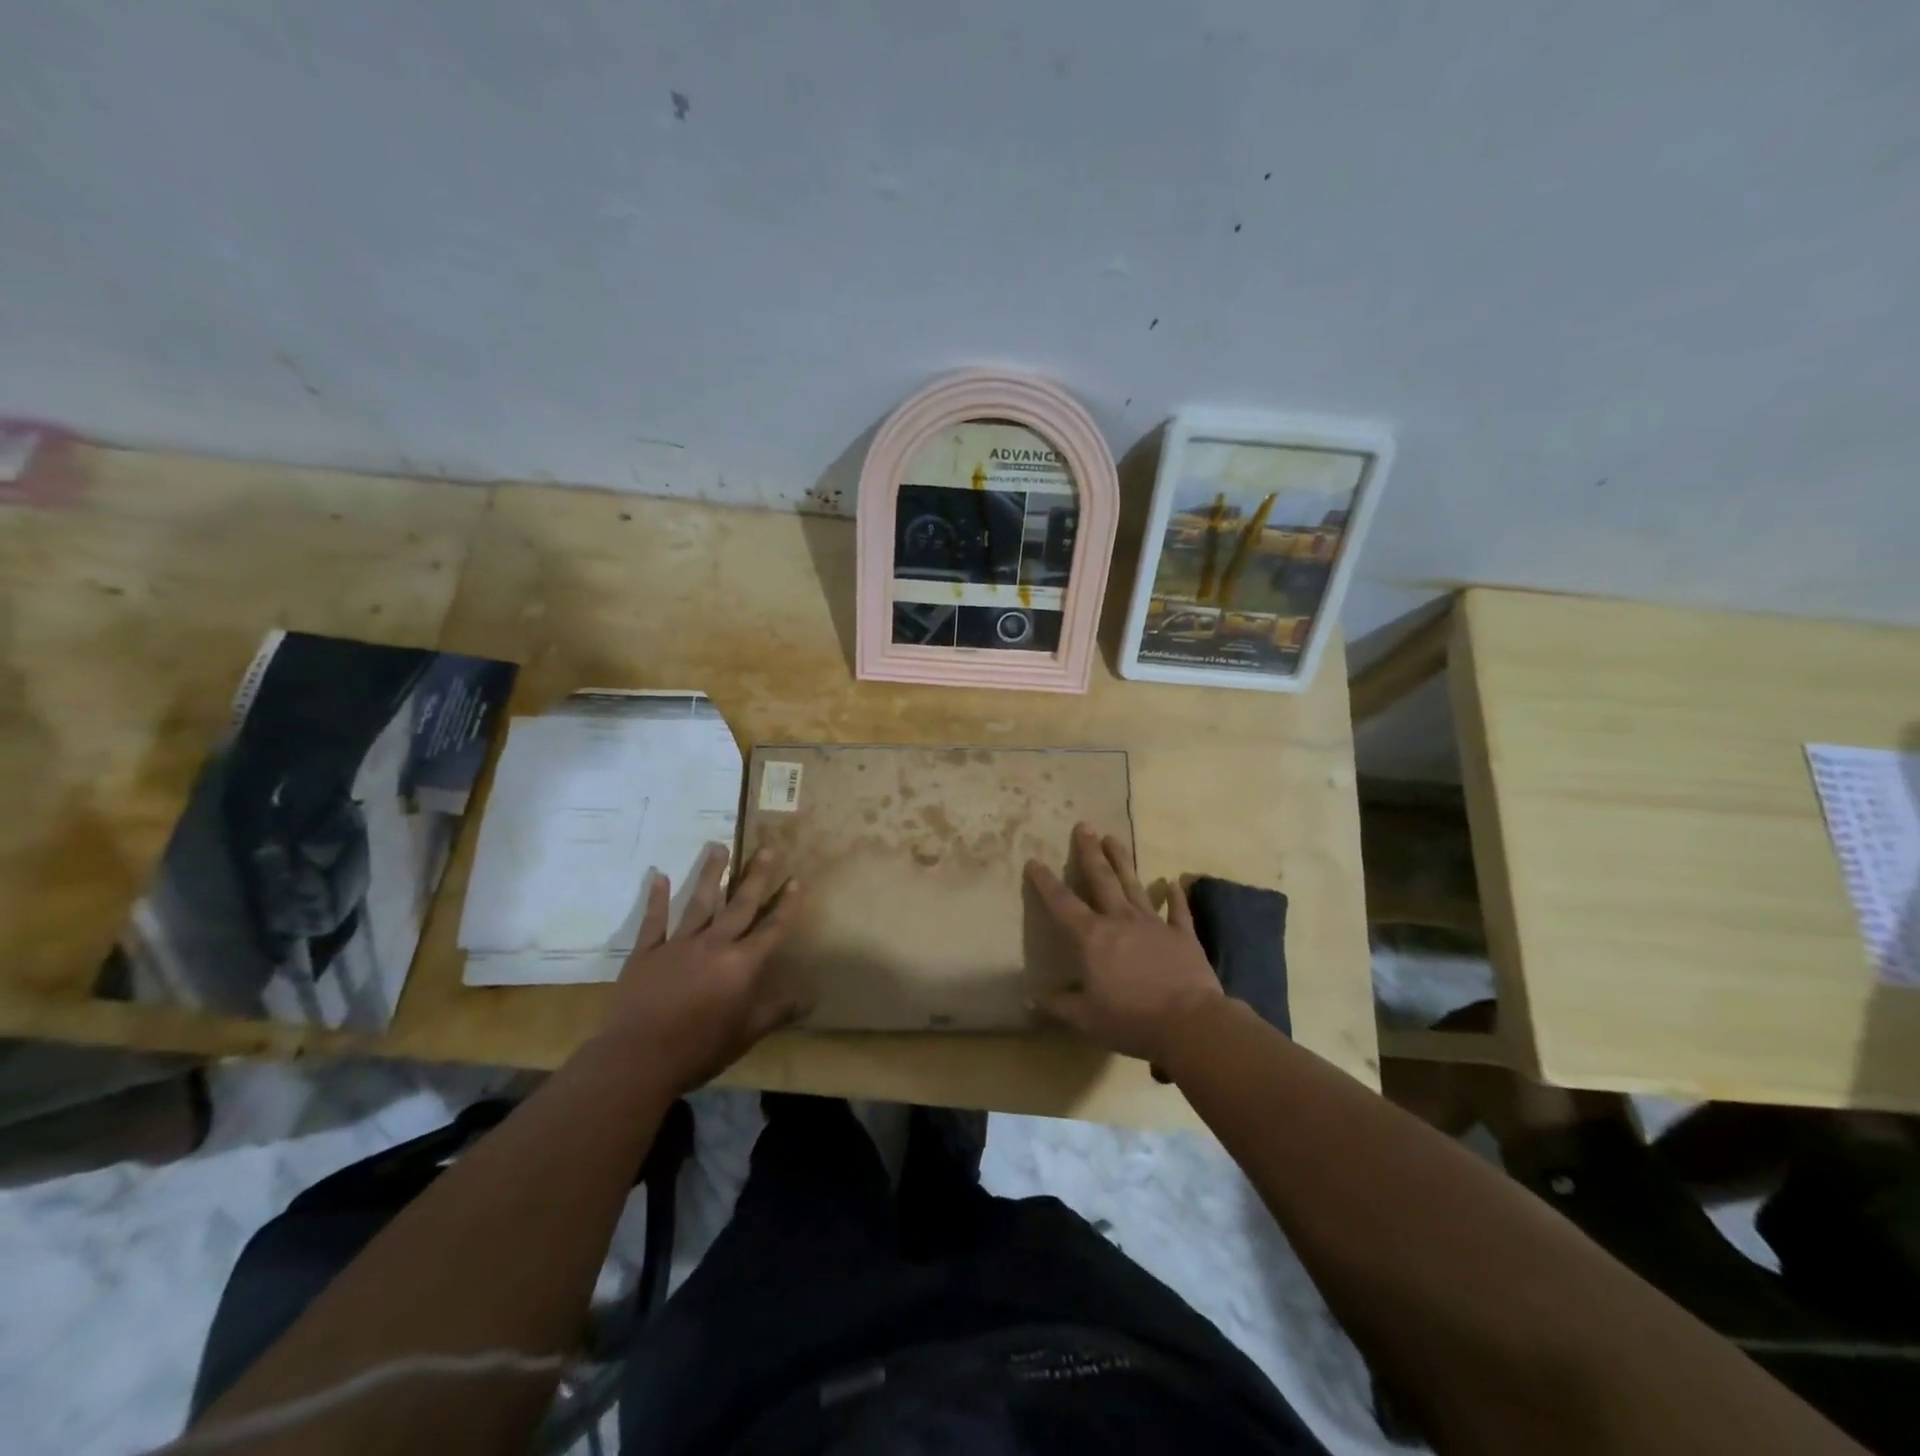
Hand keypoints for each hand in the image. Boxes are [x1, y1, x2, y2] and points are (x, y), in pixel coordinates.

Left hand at [602, 843, 808, 1092]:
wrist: (639, 1059)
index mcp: (741, 964)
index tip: (796, 880)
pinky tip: (659, 875)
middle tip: (765, 848)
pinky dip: (656, 898)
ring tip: (718, 846)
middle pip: (740, 905)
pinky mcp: (647, 953)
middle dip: (755, 877)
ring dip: (711, 874)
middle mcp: (714, 944)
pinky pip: (654, 920)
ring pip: (699, 902)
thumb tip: (812, 998)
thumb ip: (778, 1011)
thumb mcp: (747, 1033)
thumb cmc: (700, 1048)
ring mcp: (678, 945)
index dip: (786, 905)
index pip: (771, 929)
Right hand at [1025, 823, 1224, 1065]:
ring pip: (1133, 885)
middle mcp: (1120, 921)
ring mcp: (1153, 924)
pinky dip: (1174, 896)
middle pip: (1101, 879)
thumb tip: (1031, 997)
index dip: (1045, 882)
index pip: (1062, 903)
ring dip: (1122, 861)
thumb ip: (1059, 1004)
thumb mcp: (1086, 1019)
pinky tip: (1173, 882)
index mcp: (1092, 938)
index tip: (1034, 861)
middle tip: (1084, 826)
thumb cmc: (1131, 1019)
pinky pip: (1177, 910)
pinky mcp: (1182, 934)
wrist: (1190, 1023)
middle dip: (1089, 852)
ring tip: (1113, 838)